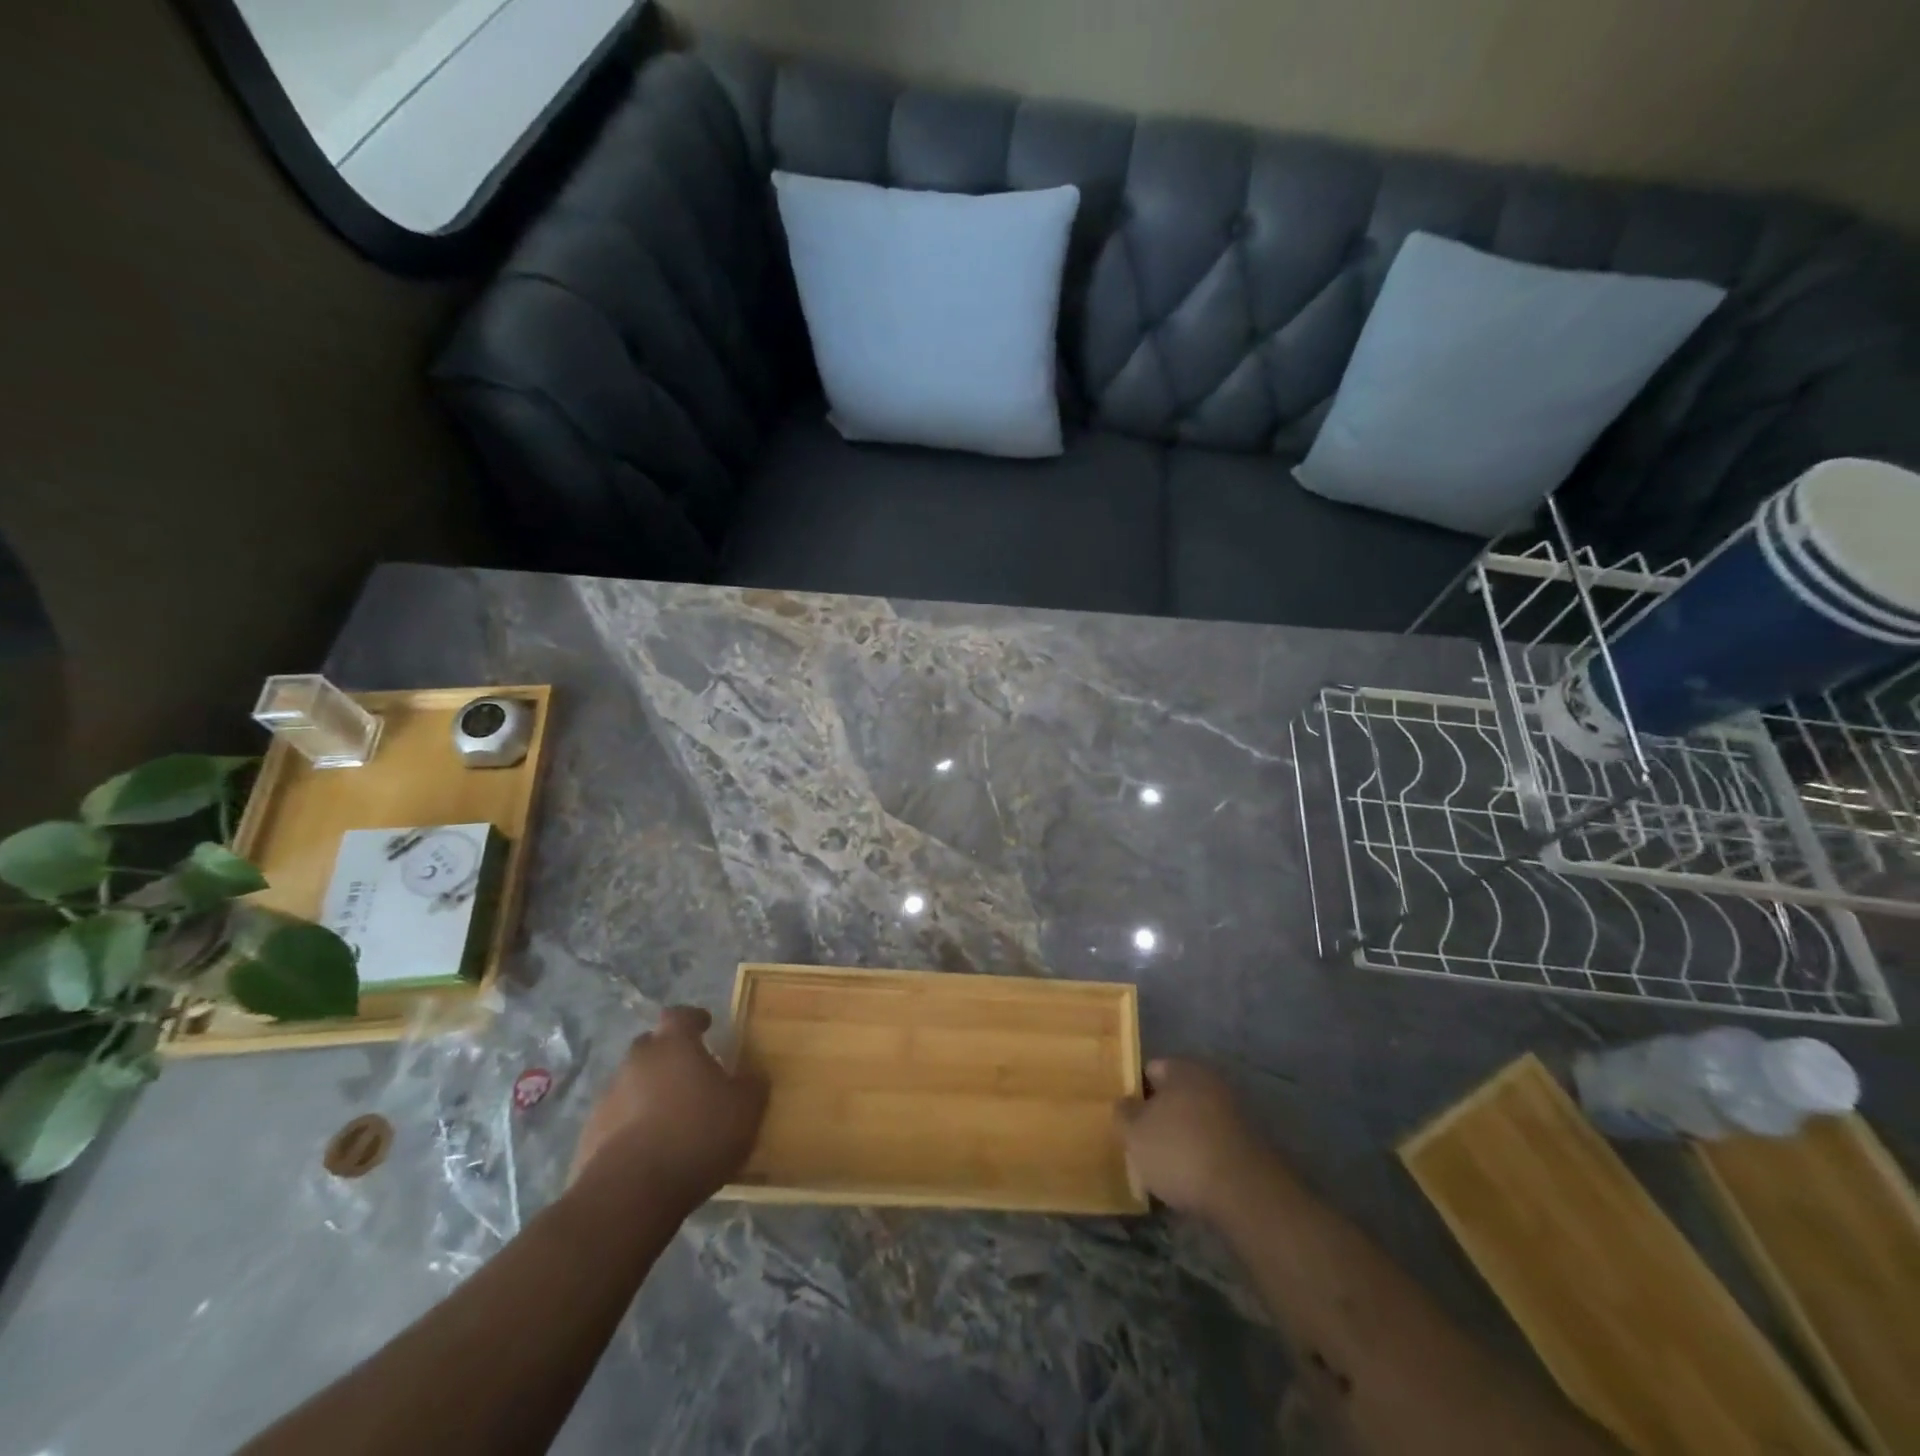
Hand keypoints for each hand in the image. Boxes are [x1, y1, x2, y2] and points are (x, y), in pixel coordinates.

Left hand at [570, 1006, 767, 1210]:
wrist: (629, 1194)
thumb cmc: (696, 1135)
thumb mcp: (745, 1109)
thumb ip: (751, 1085)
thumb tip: (752, 1075)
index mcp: (674, 1045)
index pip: (679, 1015)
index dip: (693, 1019)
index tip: (705, 1025)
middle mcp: (637, 1062)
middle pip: (651, 1046)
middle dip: (668, 1055)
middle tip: (689, 1074)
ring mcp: (607, 1098)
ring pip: (631, 1084)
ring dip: (648, 1093)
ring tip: (670, 1118)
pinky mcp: (589, 1136)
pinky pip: (616, 1120)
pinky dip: (630, 1126)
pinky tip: (648, 1150)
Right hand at [1115, 1058, 1271, 1217]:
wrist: (1245, 1195)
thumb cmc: (1180, 1152)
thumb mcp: (1134, 1133)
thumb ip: (1124, 1113)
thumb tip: (1125, 1103)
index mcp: (1184, 1069)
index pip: (1151, 1070)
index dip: (1135, 1092)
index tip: (1125, 1117)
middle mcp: (1212, 1082)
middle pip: (1175, 1096)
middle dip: (1159, 1118)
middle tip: (1142, 1145)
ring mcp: (1236, 1113)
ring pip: (1195, 1122)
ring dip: (1182, 1139)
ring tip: (1165, 1169)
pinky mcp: (1250, 1145)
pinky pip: (1214, 1145)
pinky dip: (1203, 1158)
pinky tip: (1191, 1182)